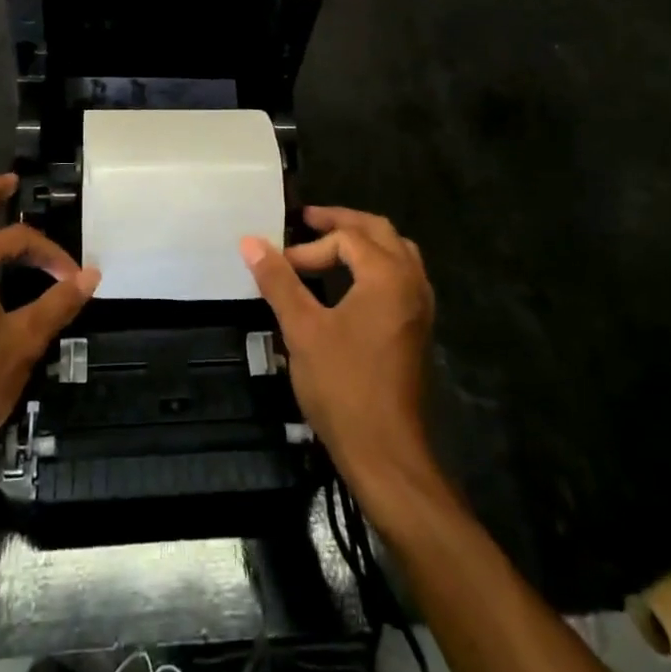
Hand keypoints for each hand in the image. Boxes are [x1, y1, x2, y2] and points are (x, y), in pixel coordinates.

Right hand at [241, 207, 436, 497]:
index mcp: (387, 275)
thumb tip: (250, 241)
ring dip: (363, 242)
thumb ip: (279, 281)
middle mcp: (412, 282)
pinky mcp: (418, 328)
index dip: (308, 248)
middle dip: (342, 222)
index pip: (345, 239)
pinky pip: (402, 276)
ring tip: (331, 244)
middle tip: (308, 220)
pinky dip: (377, 265)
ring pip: (396, 252)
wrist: (386, 451)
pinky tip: (353, 282)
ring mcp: (420, 306)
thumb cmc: (343, 385)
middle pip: (379, 231)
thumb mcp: (302, 329)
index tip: (280, 266)